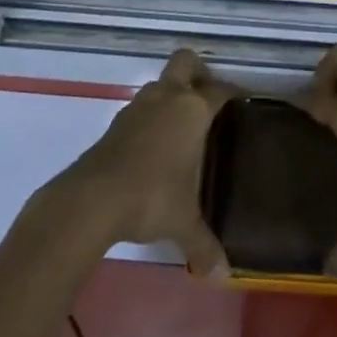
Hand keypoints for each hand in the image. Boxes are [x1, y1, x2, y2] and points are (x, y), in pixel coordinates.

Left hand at [51, 48, 235, 275]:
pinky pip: (142, 107)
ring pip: (161, 83)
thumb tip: (222, 275)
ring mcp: (139, 105)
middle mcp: (168, 97)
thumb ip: (204, 244)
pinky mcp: (117, 121)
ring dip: (172, 95)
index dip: (234, 94)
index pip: (221, 90)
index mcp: (193, 109)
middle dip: (199, 72)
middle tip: (208, 98)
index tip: (244, 103)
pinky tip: (154, 147)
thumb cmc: (151, 197)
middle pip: (186, 62)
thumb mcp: (184, 222)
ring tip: (181, 126)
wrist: (93, 199)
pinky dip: (151, 117)